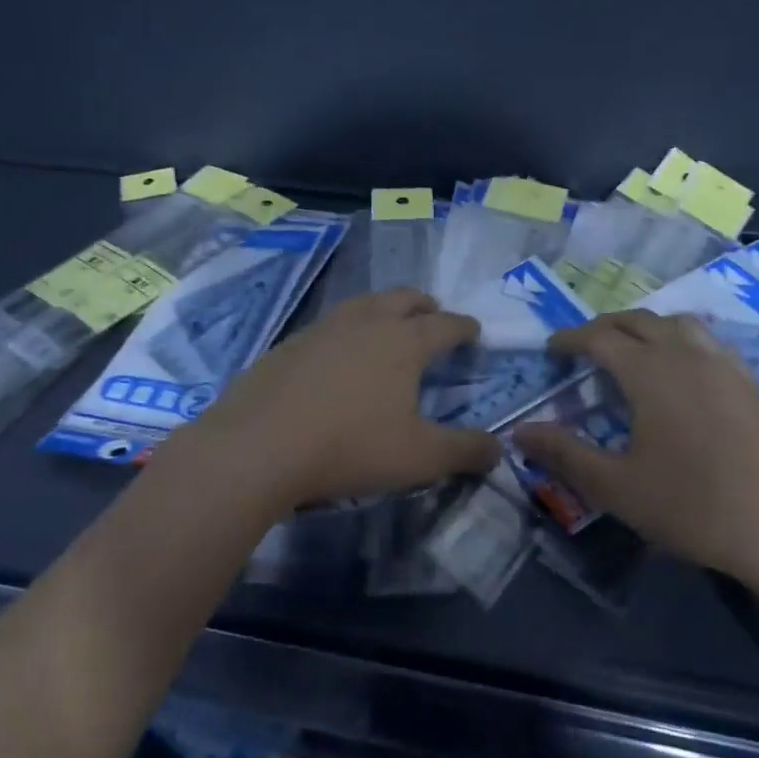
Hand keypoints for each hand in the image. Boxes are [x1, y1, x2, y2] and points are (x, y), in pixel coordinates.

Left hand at [169, 289, 498, 510]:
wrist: (259, 445)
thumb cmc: (350, 447)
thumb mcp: (418, 458)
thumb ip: (464, 451)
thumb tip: (499, 448)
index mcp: (404, 342)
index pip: (445, 325)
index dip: (464, 327)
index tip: (473, 330)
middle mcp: (366, 323)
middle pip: (403, 299)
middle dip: (424, 305)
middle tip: (433, 315)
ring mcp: (323, 328)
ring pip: (363, 304)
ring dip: (383, 309)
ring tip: (387, 325)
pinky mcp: (289, 343)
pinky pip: (329, 325)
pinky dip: (346, 330)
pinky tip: (337, 355)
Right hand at [511, 311, 758, 592]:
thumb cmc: (693, 506)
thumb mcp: (616, 487)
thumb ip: (564, 454)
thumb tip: (518, 432)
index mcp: (648, 370)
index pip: (599, 337)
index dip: (570, 339)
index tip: (552, 349)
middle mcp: (685, 354)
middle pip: (637, 320)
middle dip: (605, 327)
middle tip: (584, 347)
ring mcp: (723, 365)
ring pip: (676, 323)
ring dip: (646, 327)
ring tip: (631, 349)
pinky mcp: (750, 384)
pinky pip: (707, 342)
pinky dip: (681, 340)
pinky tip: (683, 371)